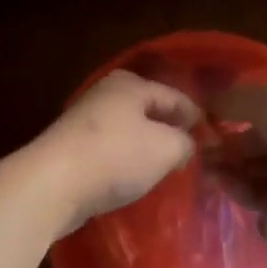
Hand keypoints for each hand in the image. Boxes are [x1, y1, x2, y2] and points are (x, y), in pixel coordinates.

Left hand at [29, 70, 202, 229]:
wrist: (53, 183)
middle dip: (169, 128)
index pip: (174, 96)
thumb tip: (186, 144)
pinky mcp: (71, 148)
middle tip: (191, 150)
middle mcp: (105, 94)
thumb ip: (185, 143)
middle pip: (147, 110)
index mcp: (130, 84)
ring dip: (145, 146)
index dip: (196, 116)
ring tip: (166, 166)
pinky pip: (109, 151)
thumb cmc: (115, 156)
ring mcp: (84, 121)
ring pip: (127, 130)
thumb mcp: (165, 147)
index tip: (213, 137)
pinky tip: (134, 177)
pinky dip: (125, 161)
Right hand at [208, 84, 266, 245]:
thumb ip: (230, 102)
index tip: (202, 141)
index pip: (258, 130)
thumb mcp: (264, 100)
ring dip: (243, 191)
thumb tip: (201, 104)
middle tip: (206, 170)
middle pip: (258, 164)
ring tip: (227, 187)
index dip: (229, 135)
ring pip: (265, 194)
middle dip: (230, 165)